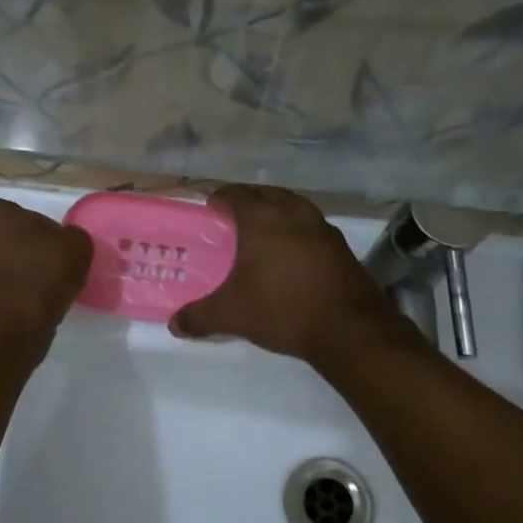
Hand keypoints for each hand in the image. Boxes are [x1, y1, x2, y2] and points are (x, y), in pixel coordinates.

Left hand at [0, 200, 92, 341]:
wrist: (9, 326)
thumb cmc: (42, 275)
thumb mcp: (77, 246)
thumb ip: (72, 236)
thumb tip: (64, 243)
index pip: (29, 219)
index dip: (48, 238)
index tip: (61, 257)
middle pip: (9, 240)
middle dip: (25, 253)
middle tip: (49, 274)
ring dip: (13, 274)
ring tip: (36, 295)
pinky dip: (3, 295)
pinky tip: (21, 308)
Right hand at [170, 186, 402, 364]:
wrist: (348, 329)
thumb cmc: (282, 310)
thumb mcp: (232, 315)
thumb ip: (199, 316)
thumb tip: (174, 324)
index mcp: (262, 220)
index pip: (236, 195)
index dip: (221, 198)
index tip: (211, 207)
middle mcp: (293, 214)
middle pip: (267, 194)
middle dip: (250, 199)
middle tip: (234, 216)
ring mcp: (322, 228)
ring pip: (294, 206)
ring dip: (278, 211)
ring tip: (265, 231)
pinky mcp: (341, 247)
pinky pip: (313, 227)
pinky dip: (299, 231)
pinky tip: (294, 254)